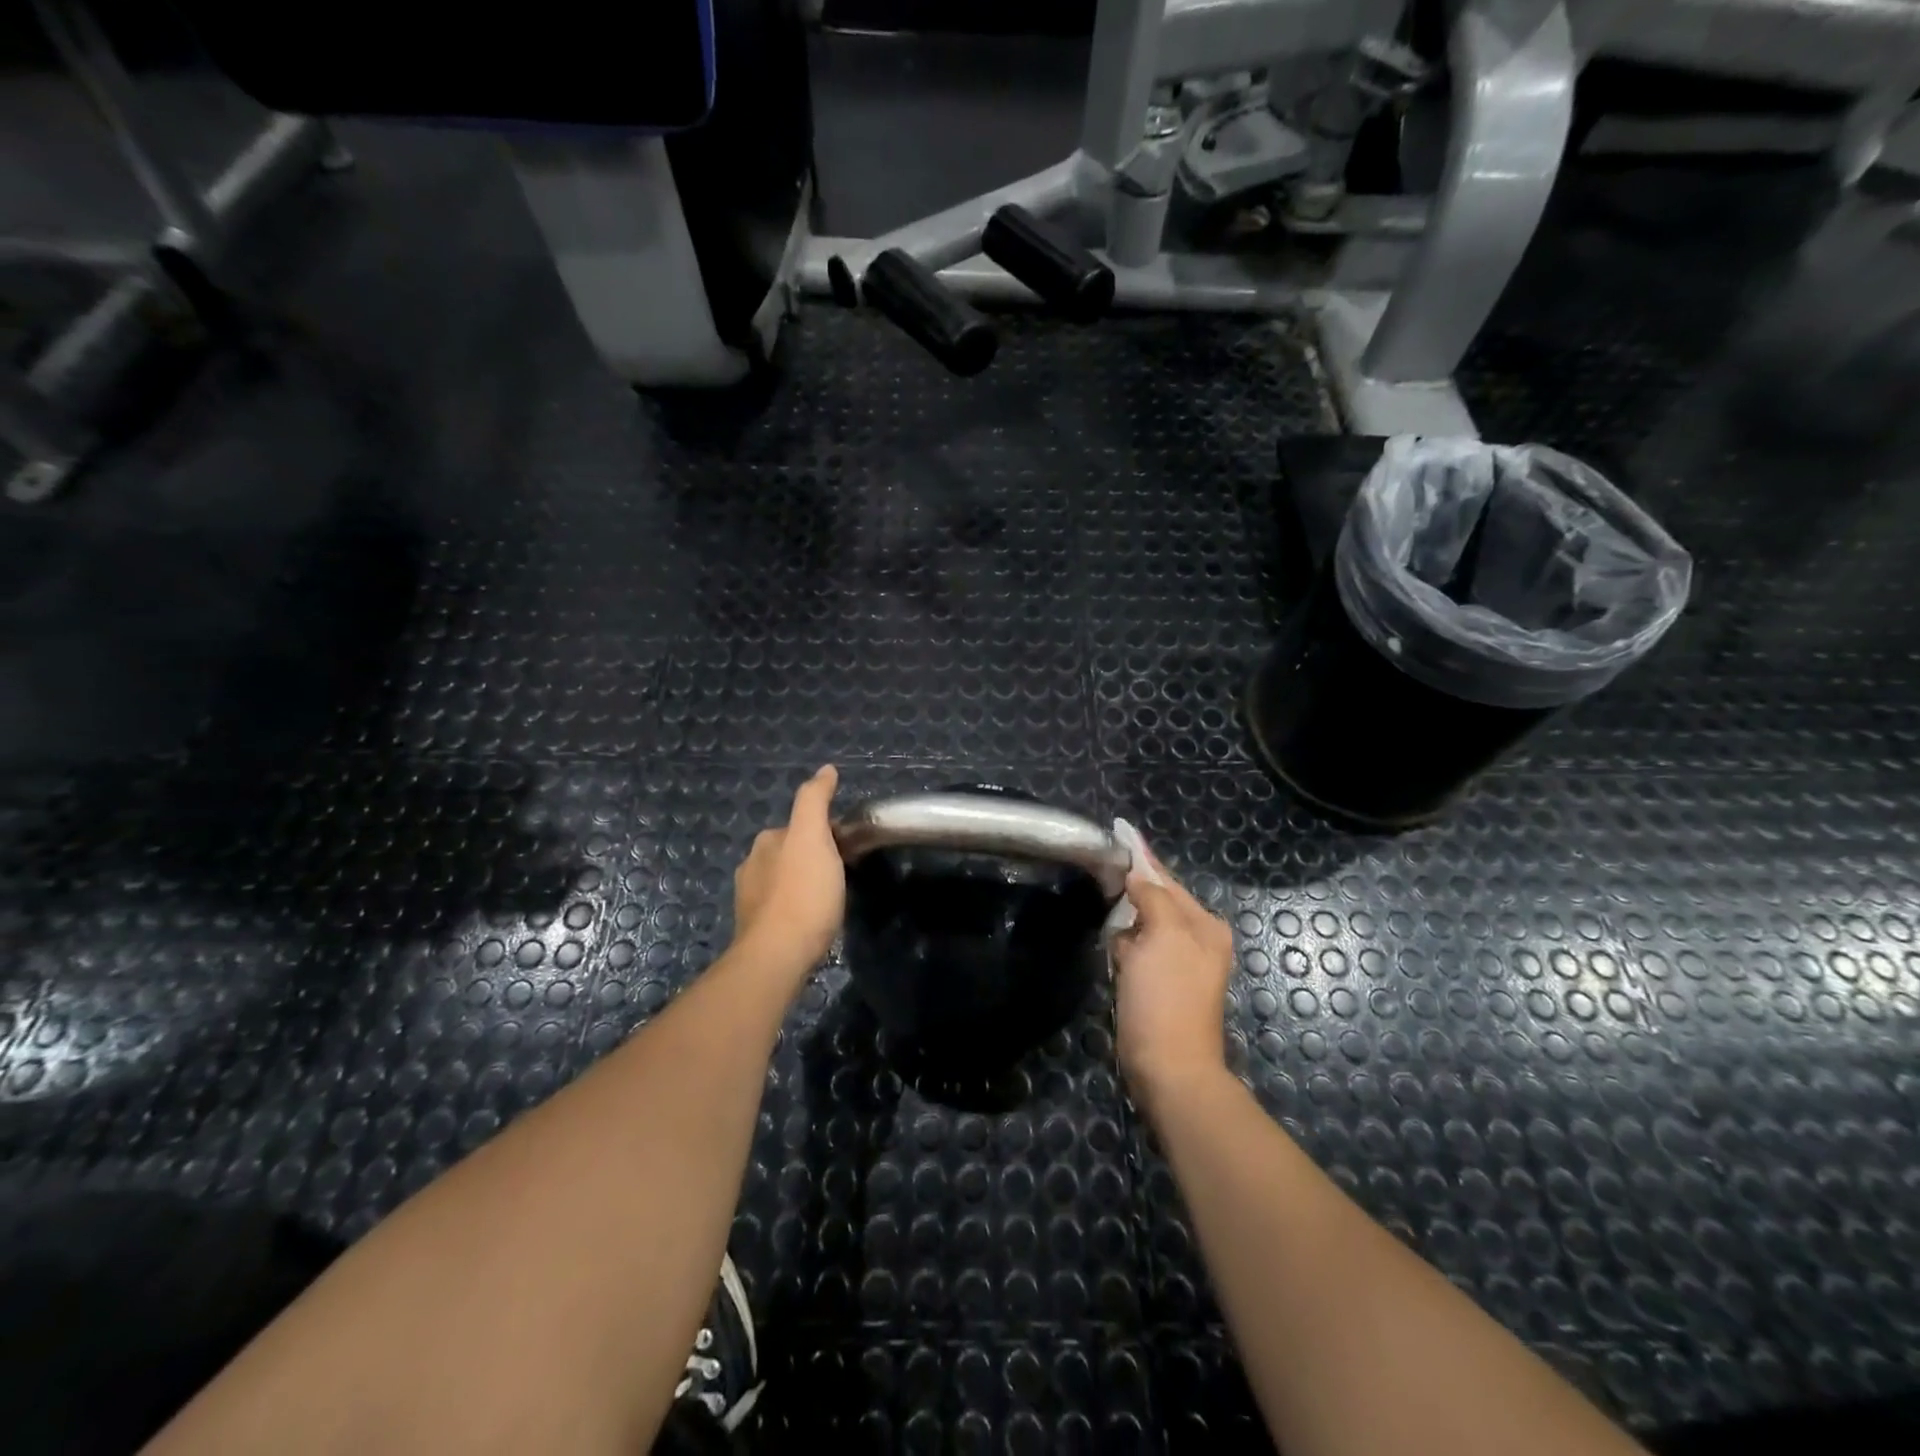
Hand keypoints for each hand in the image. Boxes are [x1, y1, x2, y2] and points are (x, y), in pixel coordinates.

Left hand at [732, 765, 845, 973]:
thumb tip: (825, 769)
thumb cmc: (803, 894)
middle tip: (843, 874)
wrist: (778, 956)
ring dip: (803, 883)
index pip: (801, 826)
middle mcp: (752, 865)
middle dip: (813, 858)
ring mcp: (750, 899)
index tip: (848, 849)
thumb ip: (815, 800)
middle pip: (791, 852)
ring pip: (784, 880)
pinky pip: (780, 907)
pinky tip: (811, 921)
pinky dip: (795, 907)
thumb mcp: (813, 837)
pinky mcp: (755, 929)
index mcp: (766, 841)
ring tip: (829, 899)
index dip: (827, 833)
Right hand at [1111, 840, 1234, 1100]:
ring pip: (1143, 924)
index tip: (1119, 831)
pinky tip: (1108, 937)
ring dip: (1124, 914)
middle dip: (1130, 885)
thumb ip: (1152, 897)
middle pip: (1156, 899)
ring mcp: (1176, 964)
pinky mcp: (1157, 984)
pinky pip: (1136, 949)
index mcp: (1204, 925)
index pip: (1166, 879)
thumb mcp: (1164, 935)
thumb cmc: (1167, 997)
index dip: (1141, 857)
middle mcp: (1195, 940)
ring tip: (1099, 889)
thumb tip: (1136, 876)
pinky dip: (1122, 942)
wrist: (1167, 1067)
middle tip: (1099, 862)